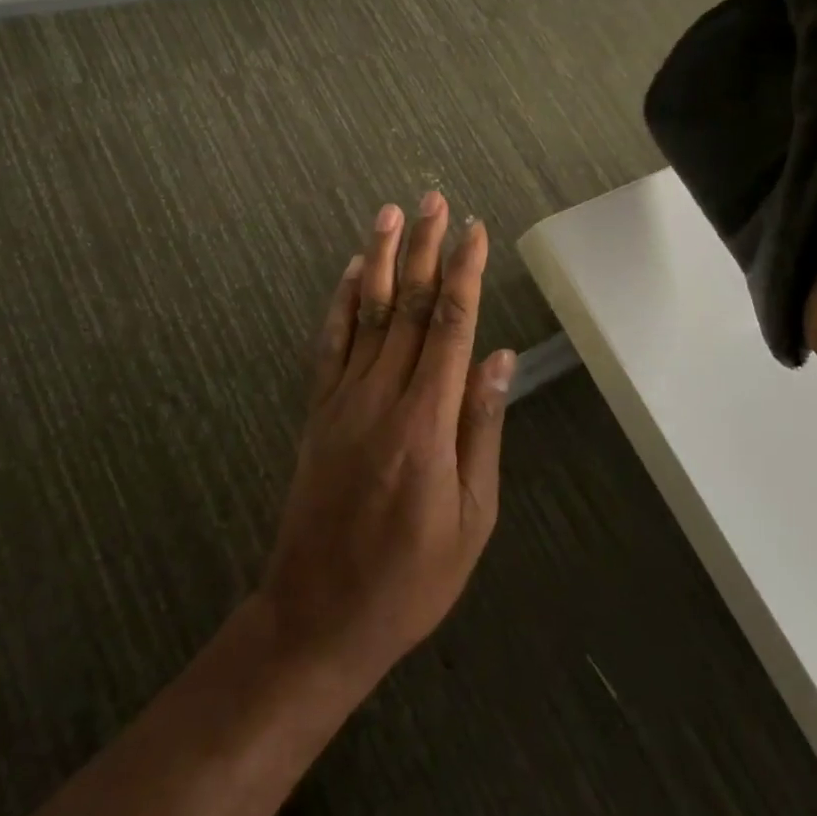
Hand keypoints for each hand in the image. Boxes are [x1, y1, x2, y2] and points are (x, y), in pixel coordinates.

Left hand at [260, 193, 514, 690]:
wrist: (318, 615)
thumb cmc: (410, 577)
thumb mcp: (471, 517)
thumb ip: (481, 429)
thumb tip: (499, 359)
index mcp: (426, 423)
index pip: (451, 327)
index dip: (465, 273)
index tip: (476, 232)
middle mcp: (382, 397)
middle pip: (410, 307)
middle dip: (426, 249)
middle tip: (435, 200)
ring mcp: (343, 400)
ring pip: (368, 313)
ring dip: (383, 258)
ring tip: (391, 213)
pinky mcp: (318, 411)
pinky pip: (330, 343)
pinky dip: (343, 302)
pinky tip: (355, 272)